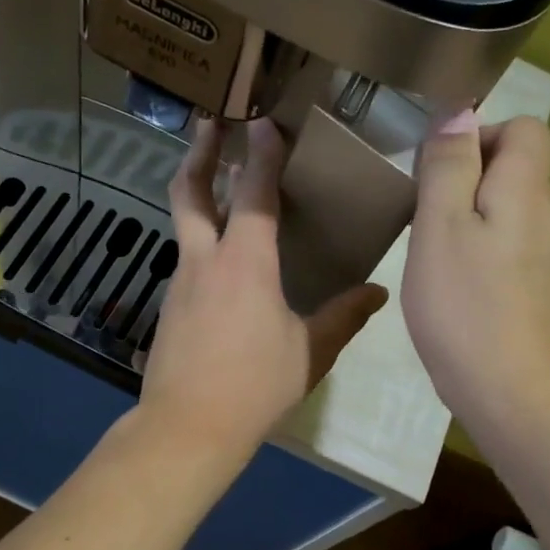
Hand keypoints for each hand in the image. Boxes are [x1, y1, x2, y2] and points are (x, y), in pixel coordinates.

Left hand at [139, 118, 387, 463]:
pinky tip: (223, 259)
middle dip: (200, 153)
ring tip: (220, 182)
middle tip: (210, 124)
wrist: (187, 427)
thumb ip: (343, 317)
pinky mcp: (171, 307)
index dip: (261, 153)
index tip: (264, 121)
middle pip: (190, 192)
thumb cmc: (255, 386)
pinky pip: (189, 259)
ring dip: (200, 195)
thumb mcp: (310, 352)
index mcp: (246, 263)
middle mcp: (206, 261)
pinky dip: (203, 240)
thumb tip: (377, 293)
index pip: (253, 192)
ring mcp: (181, 283)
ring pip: (185, 224)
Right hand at [403, 112, 549, 447]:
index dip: (481, 134)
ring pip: (511, 215)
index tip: (437, 170)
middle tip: (423, 217)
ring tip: (431, 255)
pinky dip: (482, 257)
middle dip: (468, 180)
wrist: (517, 396)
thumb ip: (448, 167)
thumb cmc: (467, 308)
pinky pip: (511, 253)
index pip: (525, 129)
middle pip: (517, 171)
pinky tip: (456, 292)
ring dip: (471, 221)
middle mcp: (549, 218)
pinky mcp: (542, 296)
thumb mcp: (440, 228)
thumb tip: (459, 114)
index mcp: (527, 190)